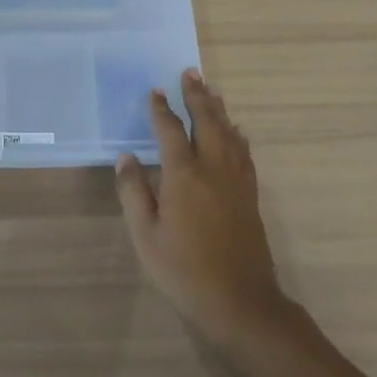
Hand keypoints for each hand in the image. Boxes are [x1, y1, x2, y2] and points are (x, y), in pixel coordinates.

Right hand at [116, 69, 294, 346]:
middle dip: (197, 96)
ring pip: (229, 134)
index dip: (161, 109)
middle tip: (191, 73)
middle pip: (207, 122)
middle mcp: (214, 169)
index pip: (171, 131)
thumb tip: (126, 158)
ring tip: (212, 91)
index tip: (154, 91)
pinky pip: (244, 153)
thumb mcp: (146, 235)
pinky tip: (236, 132)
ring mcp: (236, 182)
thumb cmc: (184, 270)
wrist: (240, 303)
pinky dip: (237, 135)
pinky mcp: (250, 196)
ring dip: (219, 109)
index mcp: (184, 175)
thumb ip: (134, 192)